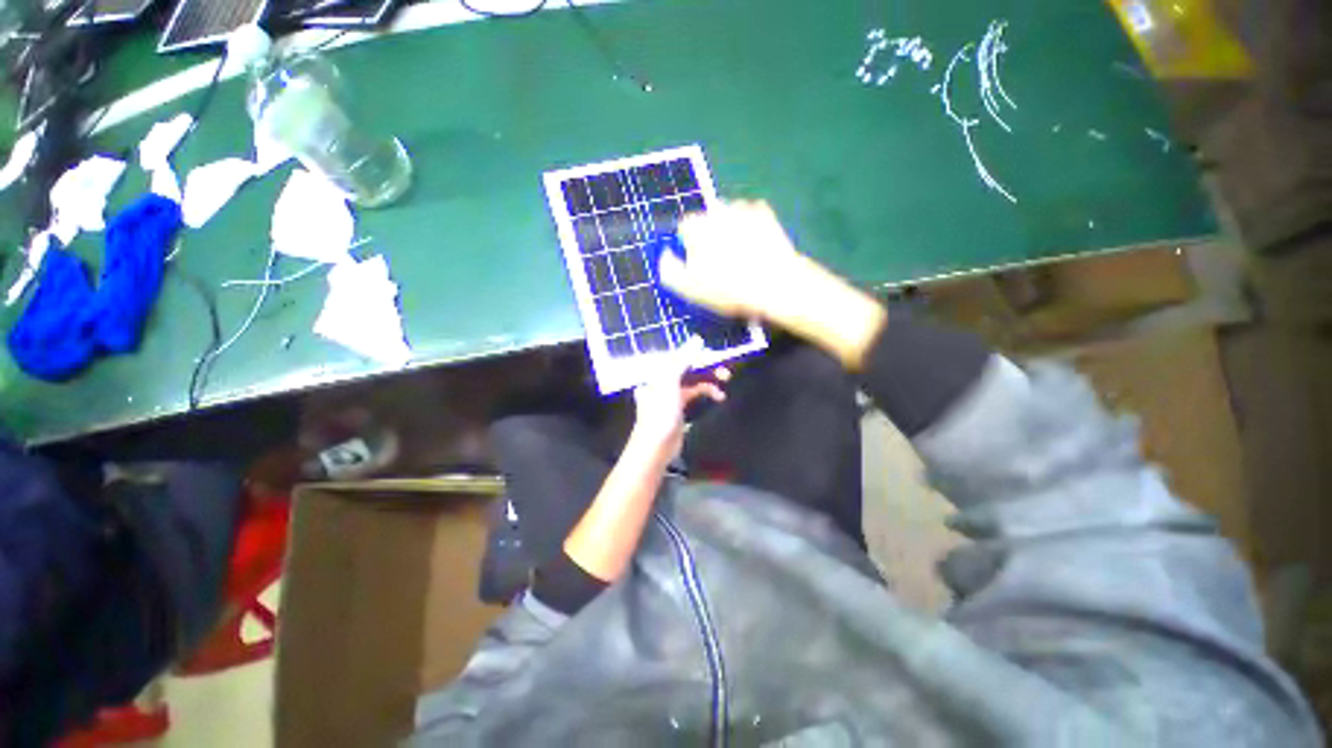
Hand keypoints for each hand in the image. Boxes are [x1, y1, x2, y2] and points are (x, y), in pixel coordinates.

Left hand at [631, 338, 728, 453]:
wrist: (656, 446)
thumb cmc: (660, 412)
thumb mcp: (670, 382)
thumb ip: (683, 360)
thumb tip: (698, 340)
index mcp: (658, 372)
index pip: (681, 356)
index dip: (699, 354)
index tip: (717, 355)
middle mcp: (663, 379)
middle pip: (688, 367)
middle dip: (707, 367)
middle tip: (726, 369)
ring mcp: (671, 394)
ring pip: (693, 380)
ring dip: (710, 379)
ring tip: (726, 381)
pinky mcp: (679, 407)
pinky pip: (695, 393)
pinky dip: (707, 393)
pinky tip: (719, 396)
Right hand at [660, 200, 804, 321]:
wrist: (776, 285)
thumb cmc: (729, 289)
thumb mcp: (691, 289)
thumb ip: (670, 271)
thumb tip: (664, 257)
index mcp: (696, 227)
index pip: (683, 229)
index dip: (688, 247)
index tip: (697, 265)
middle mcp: (716, 210)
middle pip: (705, 221)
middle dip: (708, 237)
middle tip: (719, 264)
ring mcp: (742, 208)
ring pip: (726, 217)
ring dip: (727, 231)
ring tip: (738, 257)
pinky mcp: (764, 212)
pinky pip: (748, 217)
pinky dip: (748, 228)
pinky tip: (754, 248)